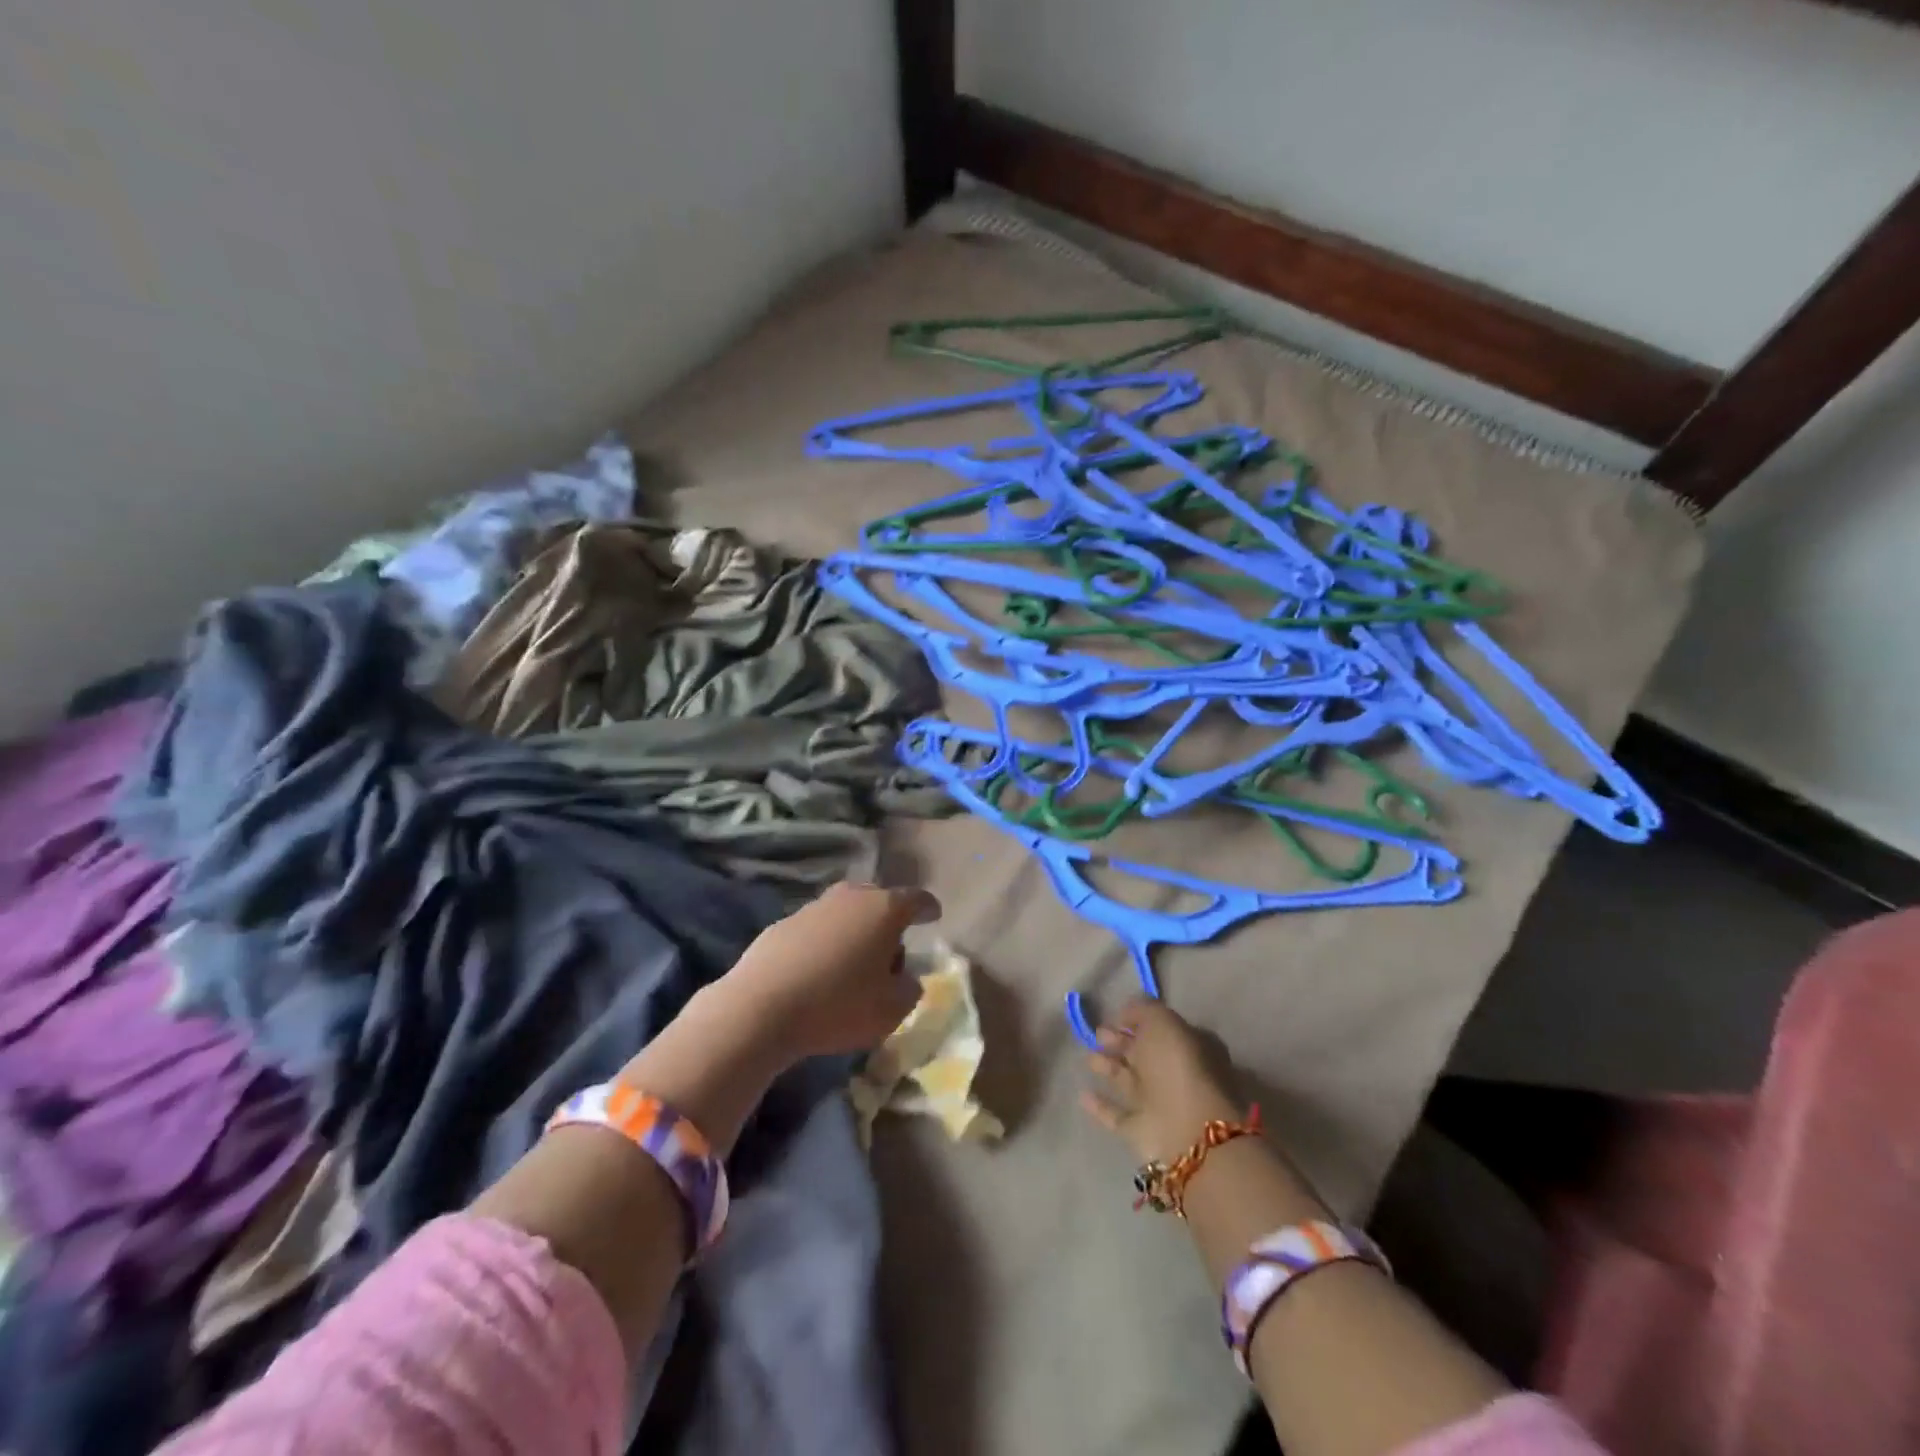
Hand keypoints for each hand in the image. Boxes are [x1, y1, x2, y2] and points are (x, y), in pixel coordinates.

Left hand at [725, 881, 941, 1060]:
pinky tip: (819, 970)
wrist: (760, 1008)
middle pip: (878, 900)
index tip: (934, 915)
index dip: (928, 908)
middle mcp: (850, 898)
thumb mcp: (891, 1010)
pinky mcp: (782, 924)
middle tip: (892, 948)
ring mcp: (813, 907)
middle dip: (889, 920)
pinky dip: (824, 943)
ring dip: (854, 931)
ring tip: (853, 963)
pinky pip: (816, 929)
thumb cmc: (838, 1006)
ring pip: (845, 913)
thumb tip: (905, 979)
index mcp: (885, 910)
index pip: (917, 899)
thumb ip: (909, 990)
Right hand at [1080, 996, 1243, 1164]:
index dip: (1138, 1020)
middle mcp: (1176, 1074)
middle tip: (1097, 1033)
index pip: (1162, 1028)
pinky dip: (1101, 1105)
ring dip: (1108, 1067)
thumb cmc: (1178, 1066)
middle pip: (1143, 1053)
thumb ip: (1143, 1010)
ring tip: (1087, 1056)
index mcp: (1190, 1046)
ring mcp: (1159, 1104)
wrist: (1185, 1130)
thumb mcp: (1163, 1022)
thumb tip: (1126, 1013)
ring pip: (1128, 1081)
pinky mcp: (1141, 1131)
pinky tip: (1082, 1094)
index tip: (1114, 1016)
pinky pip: (1117, 1114)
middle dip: (1119, 1041)